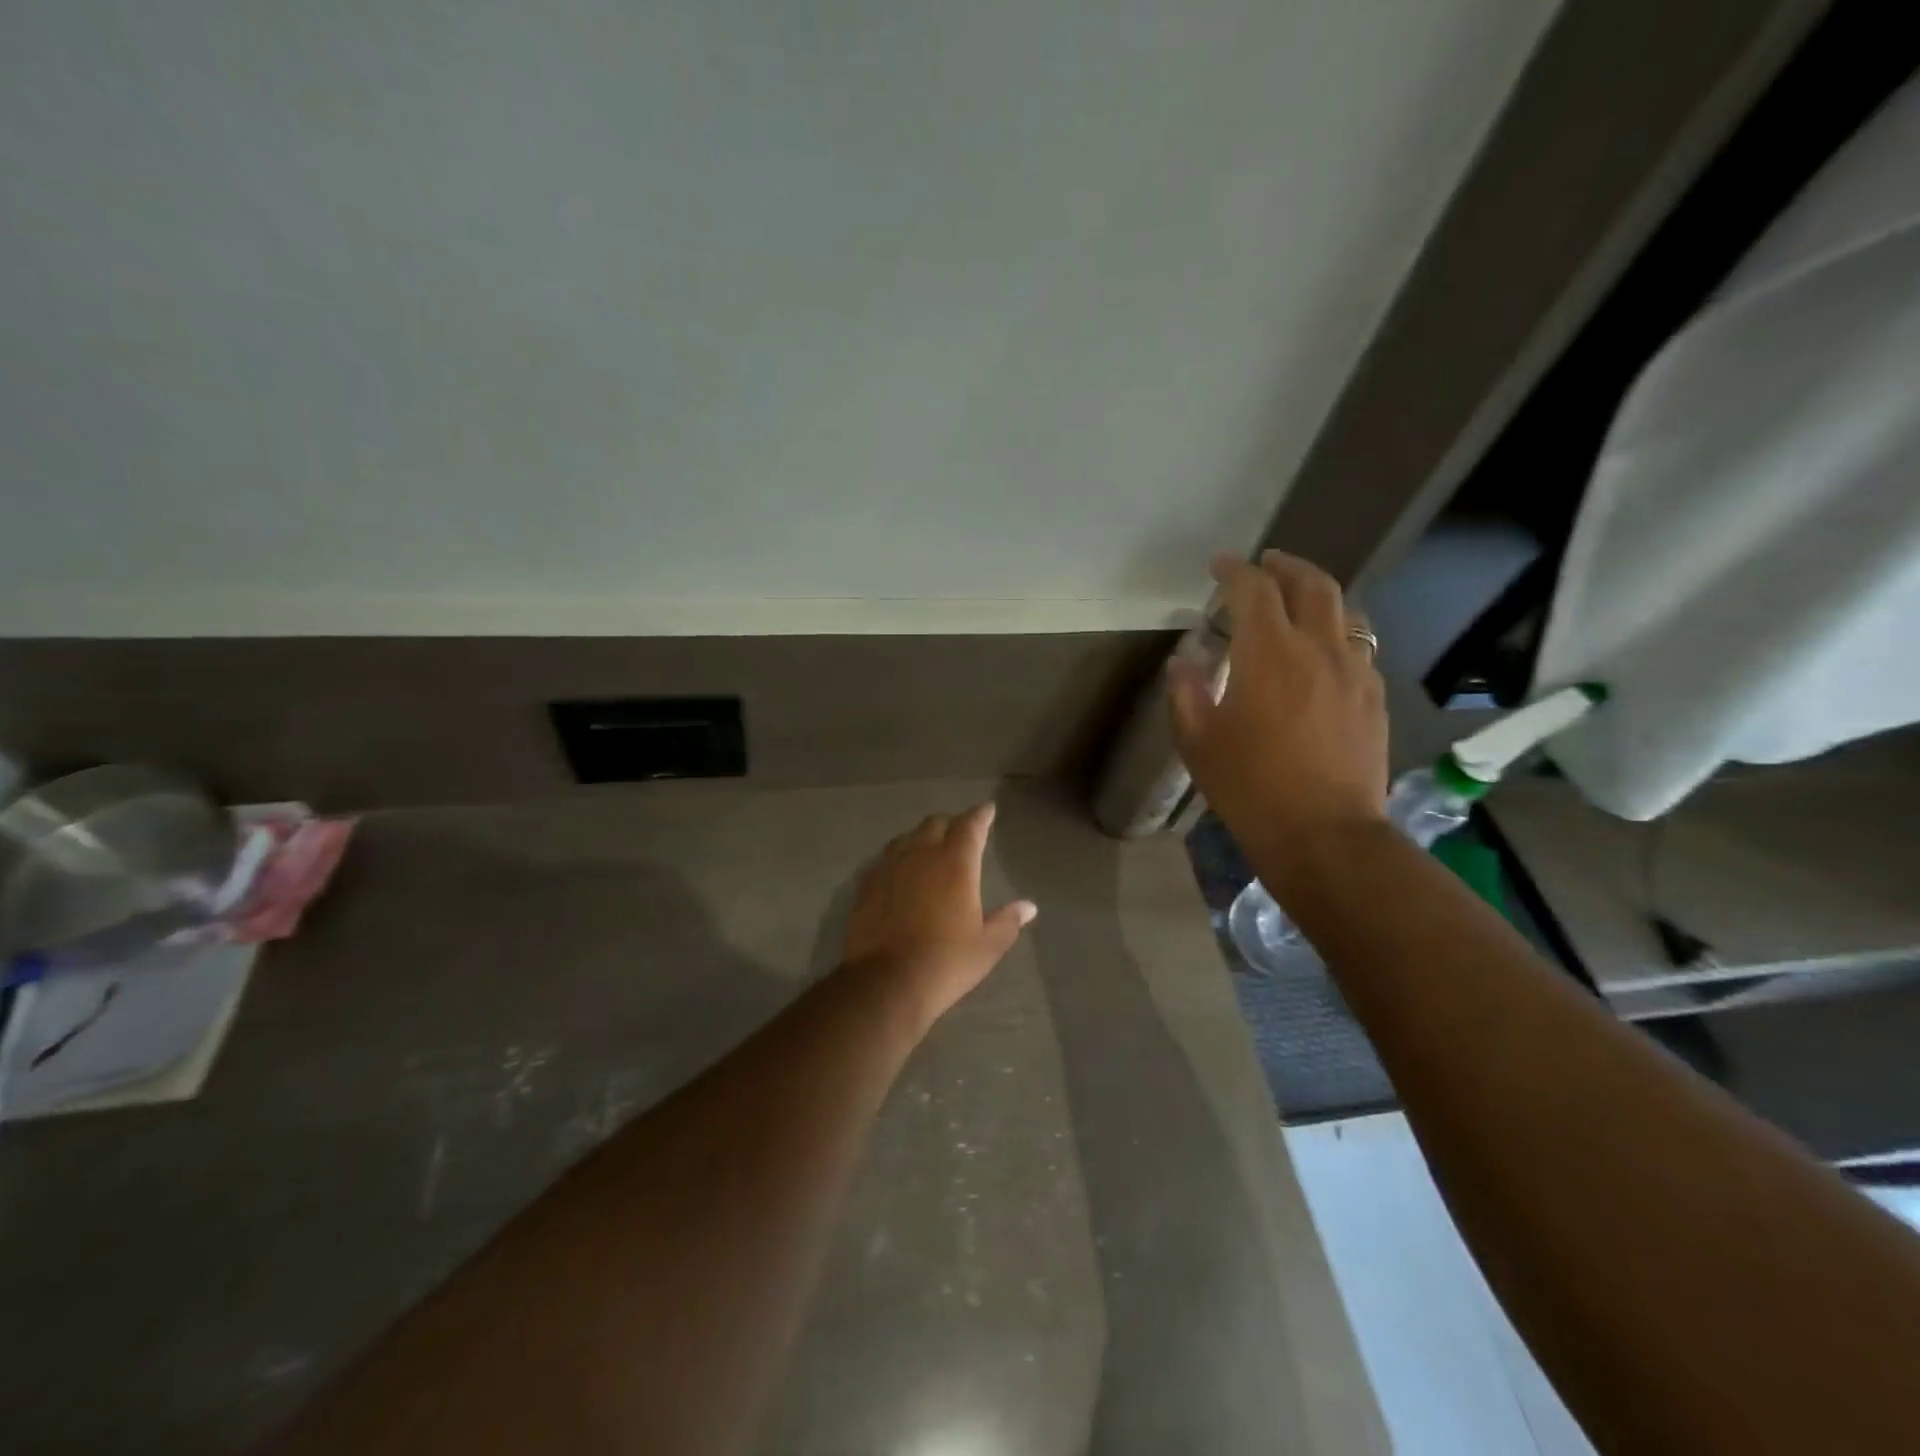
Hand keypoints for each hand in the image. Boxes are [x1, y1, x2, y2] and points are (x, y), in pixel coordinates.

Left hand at [842, 803, 1037, 1028]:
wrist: (886, 981)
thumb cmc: (945, 962)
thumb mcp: (987, 946)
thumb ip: (1008, 921)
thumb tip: (1029, 906)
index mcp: (956, 863)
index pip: (970, 825)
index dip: (981, 815)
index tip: (987, 810)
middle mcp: (922, 854)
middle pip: (936, 824)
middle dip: (951, 824)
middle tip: (960, 834)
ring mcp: (890, 866)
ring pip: (907, 837)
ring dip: (922, 837)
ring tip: (929, 849)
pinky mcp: (868, 883)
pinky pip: (886, 858)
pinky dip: (899, 857)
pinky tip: (900, 872)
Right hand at [1168, 552, 1388, 866]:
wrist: (1323, 834)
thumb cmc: (1250, 787)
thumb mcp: (1198, 742)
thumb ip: (1186, 693)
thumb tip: (1183, 663)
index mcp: (1268, 653)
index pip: (1253, 590)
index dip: (1234, 571)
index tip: (1219, 566)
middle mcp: (1318, 648)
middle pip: (1311, 584)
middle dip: (1286, 566)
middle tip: (1266, 564)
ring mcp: (1355, 671)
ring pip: (1344, 611)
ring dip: (1317, 595)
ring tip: (1298, 601)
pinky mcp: (1374, 697)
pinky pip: (1359, 646)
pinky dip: (1337, 633)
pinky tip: (1324, 652)